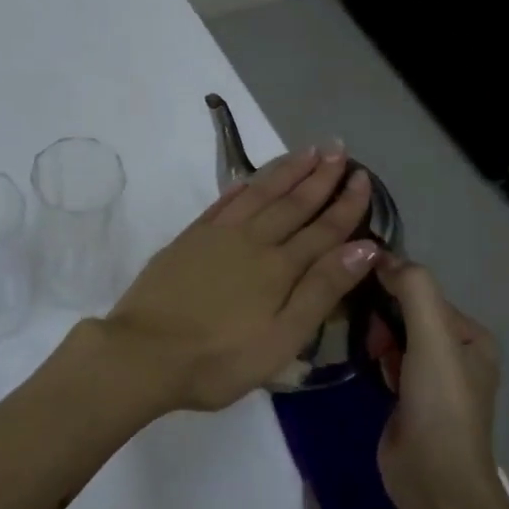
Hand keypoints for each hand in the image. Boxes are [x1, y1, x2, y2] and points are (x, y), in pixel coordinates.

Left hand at [99, 144, 382, 413]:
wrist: (144, 353)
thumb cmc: (219, 359)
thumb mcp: (282, 338)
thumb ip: (321, 290)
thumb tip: (364, 247)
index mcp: (279, 268)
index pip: (323, 229)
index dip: (346, 204)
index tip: (363, 177)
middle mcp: (251, 241)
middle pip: (292, 203)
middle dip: (319, 176)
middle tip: (338, 149)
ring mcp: (215, 236)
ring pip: (258, 194)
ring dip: (284, 172)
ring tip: (306, 152)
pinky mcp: (187, 240)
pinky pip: (221, 203)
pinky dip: (239, 188)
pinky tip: (248, 179)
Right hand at [367, 260, 501, 506]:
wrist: (434, 479)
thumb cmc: (440, 404)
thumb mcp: (432, 338)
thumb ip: (413, 290)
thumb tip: (382, 256)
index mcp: (472, 337)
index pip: (425, 294)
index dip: (393, 288)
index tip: (360, 289)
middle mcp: (455, 354)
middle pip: (408, 314)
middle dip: (381, 314)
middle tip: (359, 325)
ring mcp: (430, 379)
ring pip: (394, 338)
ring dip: (374, 335)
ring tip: (355, 340)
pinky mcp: (407, 400)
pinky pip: (386, 363)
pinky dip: (373, 357)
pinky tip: (359, 360)